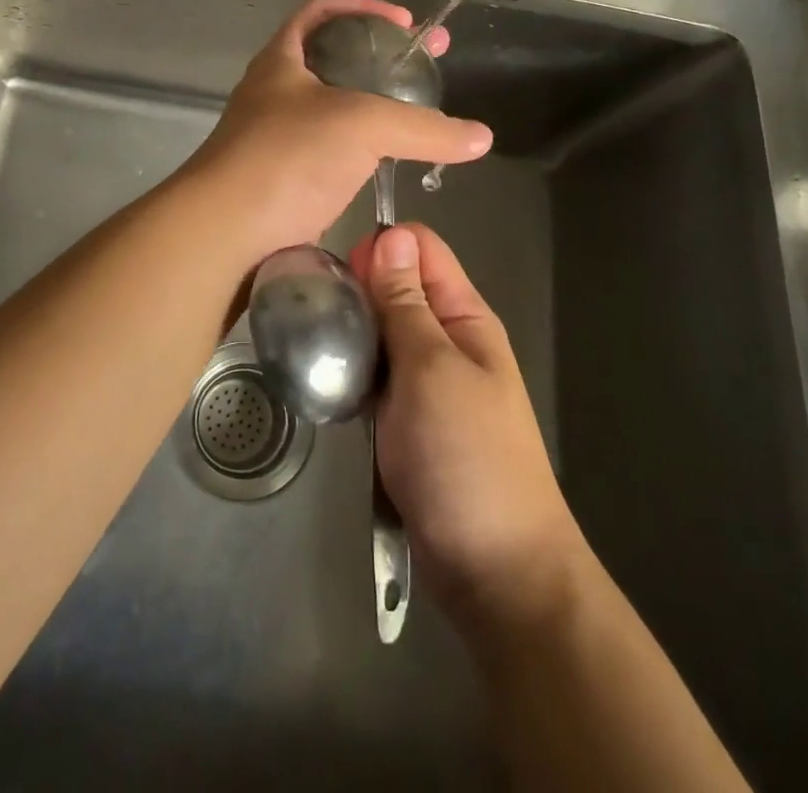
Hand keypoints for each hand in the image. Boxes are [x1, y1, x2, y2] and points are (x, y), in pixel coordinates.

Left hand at [176, 0, 491, 260]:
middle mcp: (275, 94)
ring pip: (333, 111)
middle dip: (381, 59)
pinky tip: (389, 162)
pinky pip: (329, 155)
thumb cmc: (286, 158)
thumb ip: (423, 128)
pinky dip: (360, 151)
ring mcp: (276, 140)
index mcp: (281, 61)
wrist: (225, 233)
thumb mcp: (362, 126)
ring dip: (372, 108)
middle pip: (332, 60)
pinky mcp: (284, 182)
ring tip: (417, 114)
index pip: (319, 13)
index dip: (362, 7)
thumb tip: (481, 138)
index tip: (404, 23)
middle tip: (428, 65)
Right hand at [351, 222, 589, 636]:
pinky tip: (325, 380)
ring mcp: (425, 380)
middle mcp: (445, 339)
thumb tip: (391, 235)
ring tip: (312, 344)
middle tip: (317, 313)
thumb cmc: (467, 457)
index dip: (381, 249)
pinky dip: (352, 372)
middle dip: (357, 290)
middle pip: (394, 287)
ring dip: (350, 333)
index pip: (421, 250)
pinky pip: (373, 375)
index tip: (342, 275)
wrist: (495, 571)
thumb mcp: (431, 369)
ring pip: (379, 331)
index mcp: (464, 316)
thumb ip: (406, 303)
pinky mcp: (405, 417)